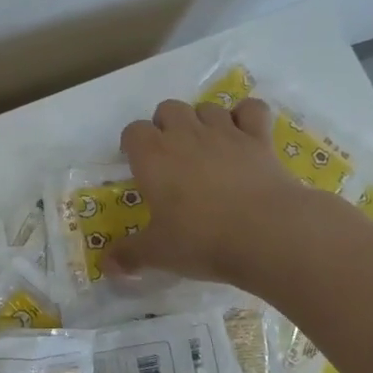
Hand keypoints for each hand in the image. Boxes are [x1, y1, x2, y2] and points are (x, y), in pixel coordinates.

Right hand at [109, 96, 310, 281]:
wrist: (267, 233)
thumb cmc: (202, 240)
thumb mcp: (159, 254)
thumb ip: (130, 255)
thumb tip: (106, 266)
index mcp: (153, 157)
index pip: (133, 131)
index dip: (133, 144)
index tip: (138, 165)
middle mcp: (185, 135)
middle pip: (168, 108)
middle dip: (166, 125)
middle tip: (172, 156)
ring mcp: (225, 132)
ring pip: (207, 107)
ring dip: (203, 121)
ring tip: (207, 148)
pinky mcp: (259, 138)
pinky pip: (251, 109)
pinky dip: (246, 116)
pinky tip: (245, 133)